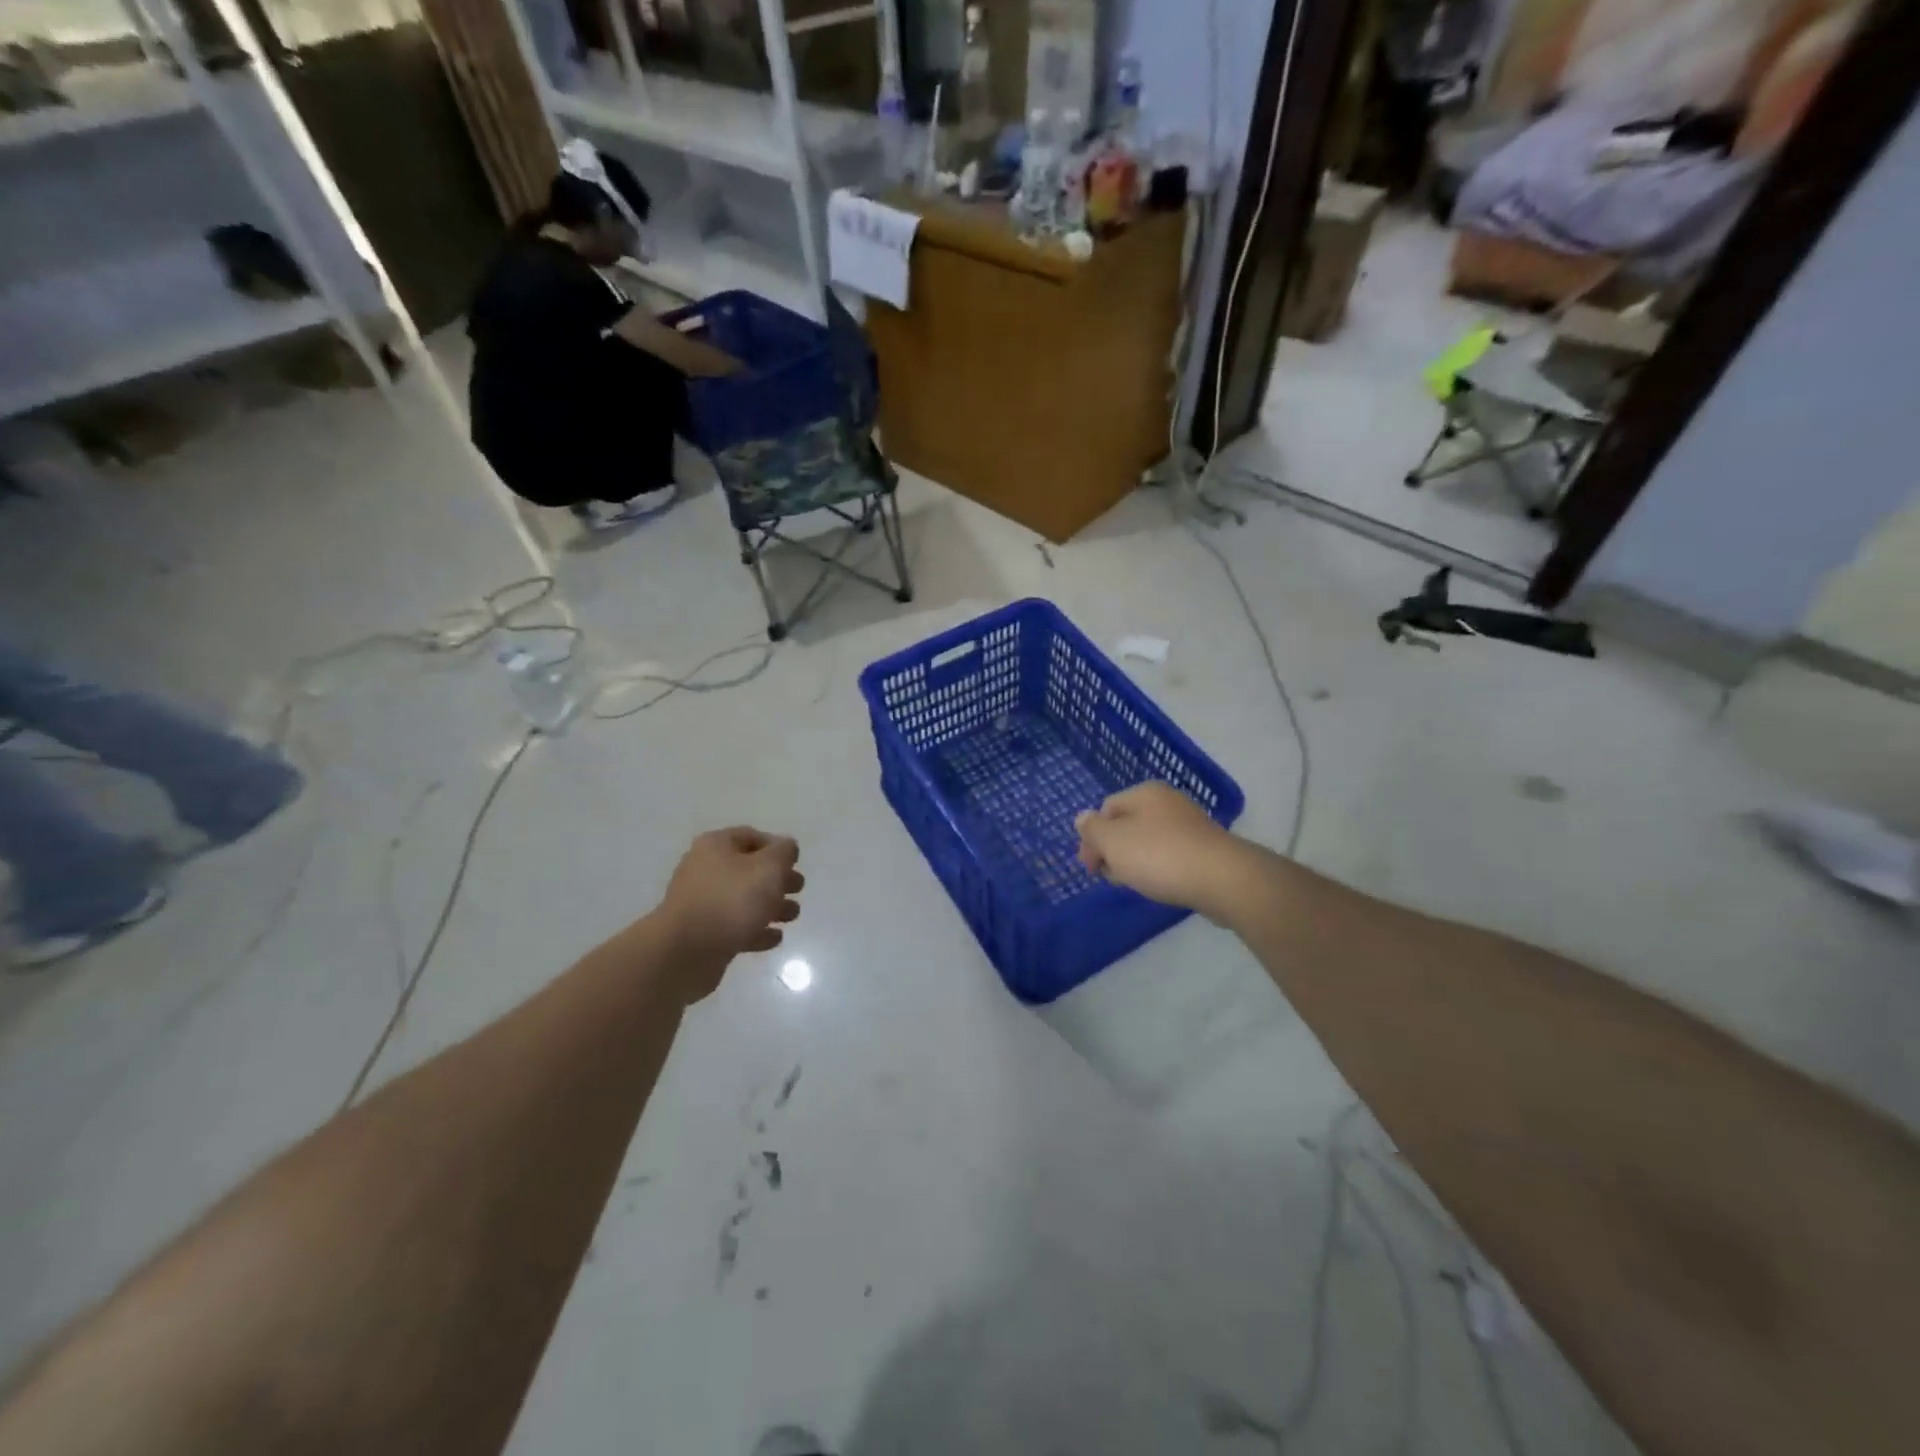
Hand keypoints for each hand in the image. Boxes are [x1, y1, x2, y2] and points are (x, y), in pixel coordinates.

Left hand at [656, 828, 802, 998]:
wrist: (686, 952)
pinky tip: (774, 938)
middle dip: (778, 879)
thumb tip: (786, 847)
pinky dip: (756, 930)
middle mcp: (705, 870)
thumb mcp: (769, 867)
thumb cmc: (732, 900)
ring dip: (772, 906)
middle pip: (749, 869)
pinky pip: (735, 927)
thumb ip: (783, 852)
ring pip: (744, 900)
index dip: (777, 847)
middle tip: (798, 889)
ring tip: (792, 917)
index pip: (752, 836)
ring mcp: (702, 904)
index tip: (796, 863)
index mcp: (716, 846)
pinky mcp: (703, 934)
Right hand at [1075, 783, 1245, 918]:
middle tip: (1112, 877)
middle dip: (1113, 851)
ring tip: (1135, 884)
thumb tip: (1082, 818)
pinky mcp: (1204, 848)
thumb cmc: (1159, 855)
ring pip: (1148, 841)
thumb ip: (1092, 829)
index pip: (1105, 809)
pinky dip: (1159, 868)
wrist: (1222, 879)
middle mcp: (1168, 801)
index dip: (1092, 838)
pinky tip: (1160, 885)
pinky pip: (1170, 854)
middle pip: (1126, 825)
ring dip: (1134, 862)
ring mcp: (1189, 824)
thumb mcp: (1113, 841)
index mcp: (1144, 792)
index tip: (1090, 868)